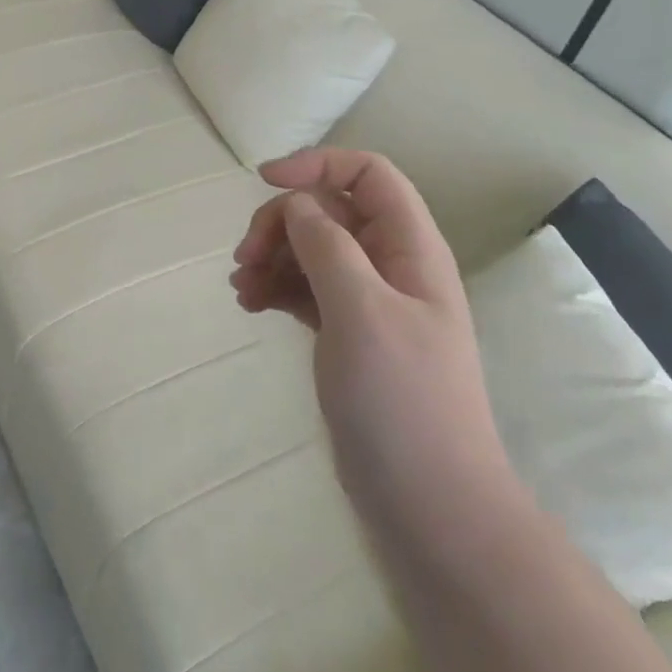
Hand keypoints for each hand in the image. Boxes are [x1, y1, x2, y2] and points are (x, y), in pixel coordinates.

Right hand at [231, 149, 518, 542]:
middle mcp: (391, 266)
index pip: (368, 174)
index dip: (318, 165)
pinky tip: (249, 305)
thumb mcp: (361, 311)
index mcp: (410, 248)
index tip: (265, 181)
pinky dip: (276, 288)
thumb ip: (326, 245)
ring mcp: (368, 303)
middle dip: (282, 222)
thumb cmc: (402, 401)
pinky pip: (305, 289)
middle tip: (244, 257)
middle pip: (329, 211)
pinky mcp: (348, 335)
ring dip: (272, 256)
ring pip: (311, 250)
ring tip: (240, 287)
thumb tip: (295, 203)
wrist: (430, 507)